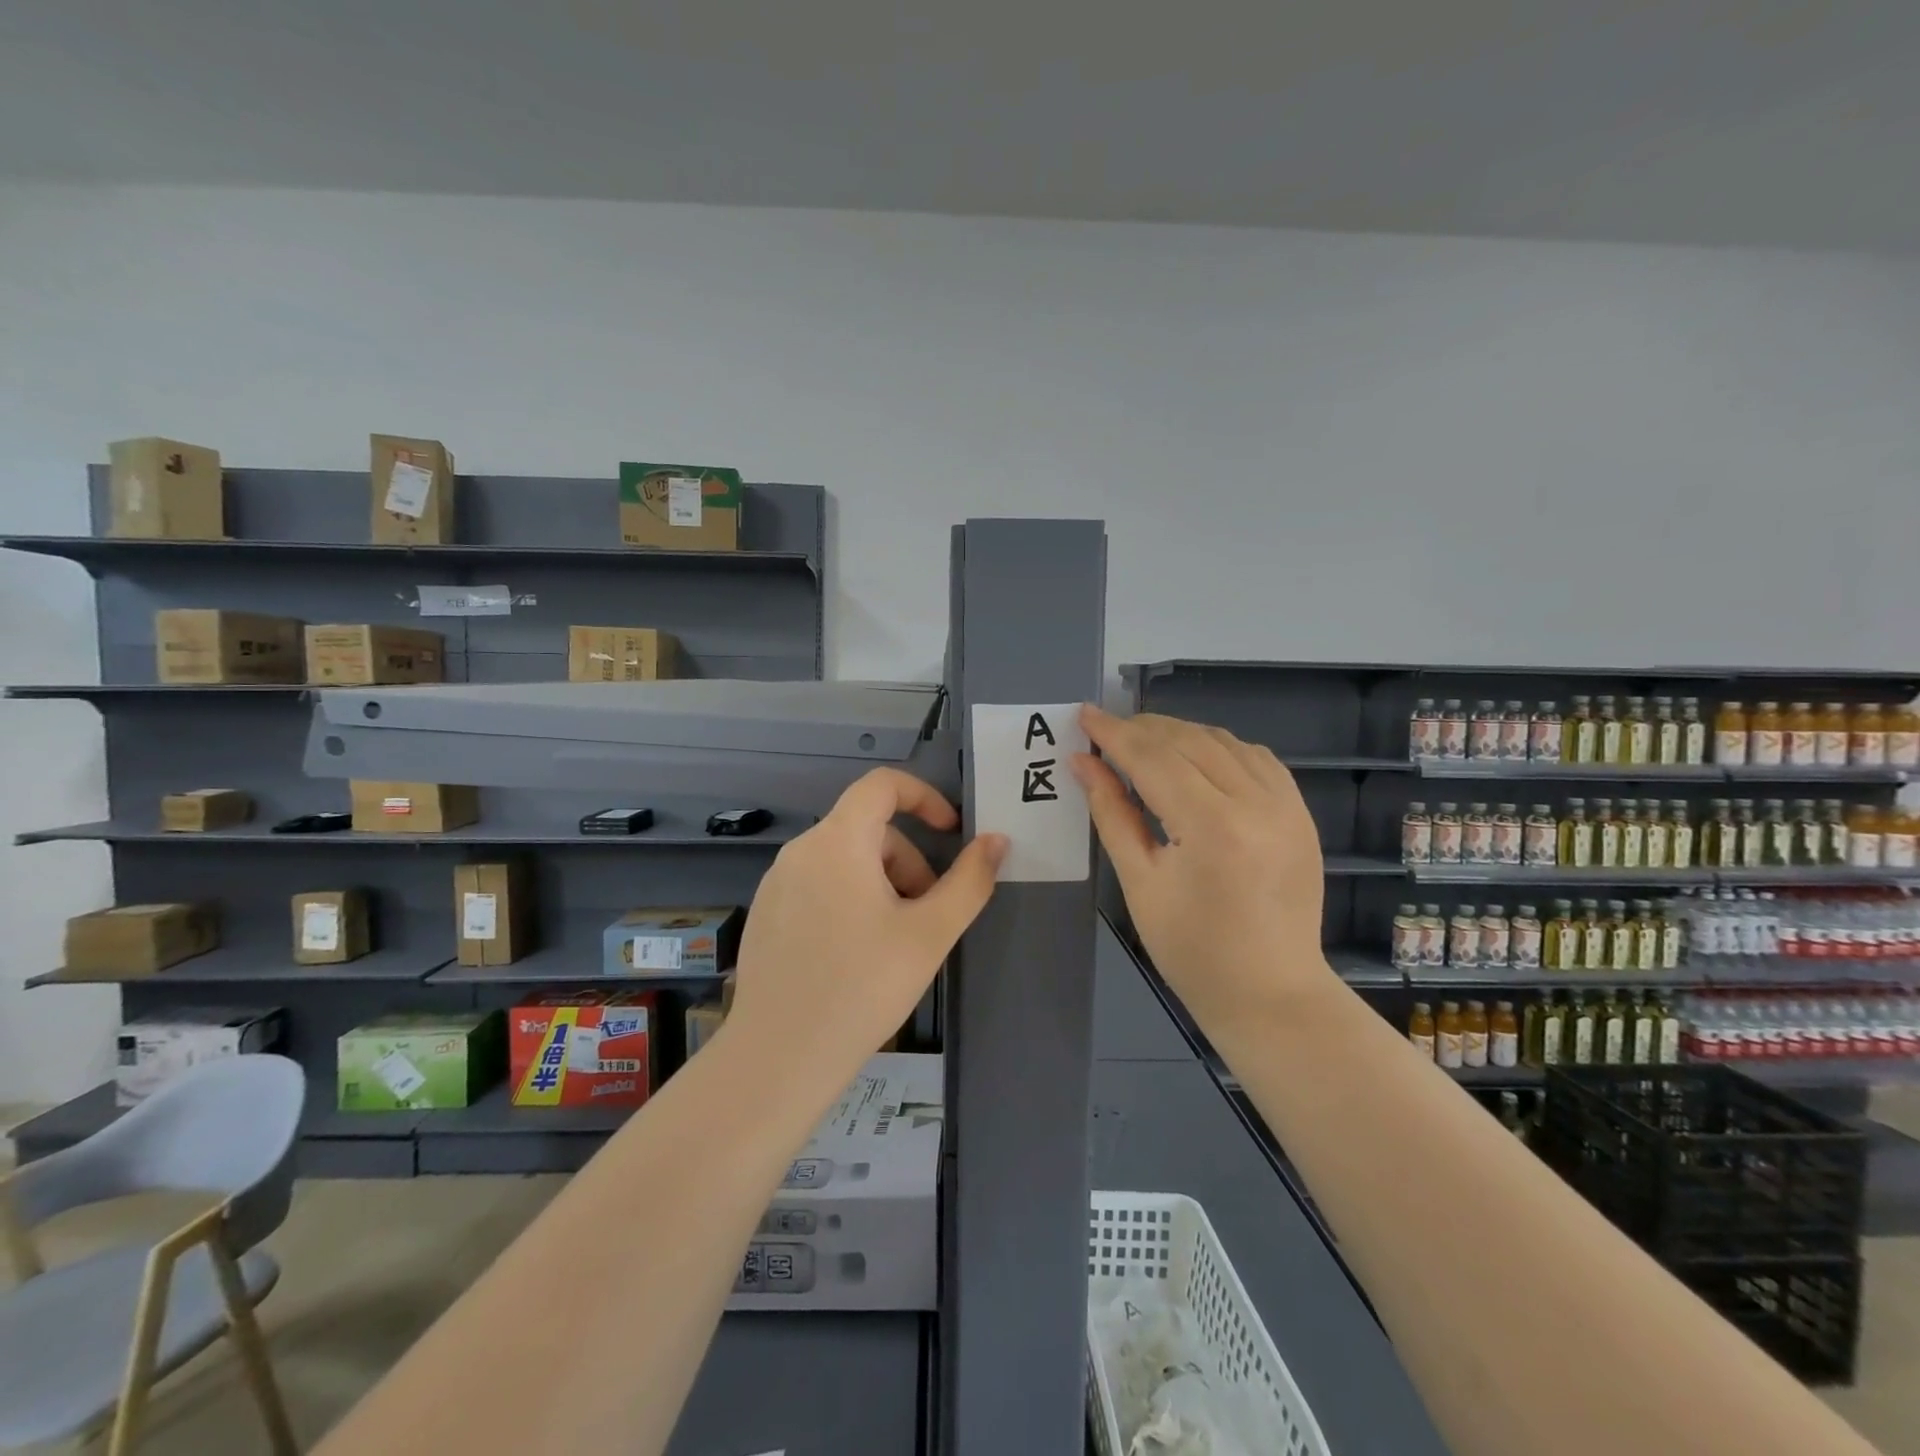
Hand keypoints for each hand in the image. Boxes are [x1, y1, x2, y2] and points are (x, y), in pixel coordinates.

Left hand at [725, 769, 1006, 1101]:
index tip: (950, 832)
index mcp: (837, 842)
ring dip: (882, 883)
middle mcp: (800, 850)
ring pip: (844, 860)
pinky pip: (818, 885)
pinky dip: (849, 899)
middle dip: (908, 861)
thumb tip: (996, 841)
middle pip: (867, 829)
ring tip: (895, 941)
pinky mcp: (766, 914)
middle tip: (927, 915)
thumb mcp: (930, 934)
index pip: (881, 785)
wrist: (779, 1058)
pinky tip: (856, 956)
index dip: (924, 796)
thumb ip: (970, 881)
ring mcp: (776, 883)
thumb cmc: (862, 987)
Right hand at [1072, 706, 1331, 1025]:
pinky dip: (1219, 747)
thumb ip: (1112, 814)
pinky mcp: (1300, 813)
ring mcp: (1286, 805)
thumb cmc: (1193, 951)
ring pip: (1224, 742)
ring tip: (1142, 740)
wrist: (1271, 994)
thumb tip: (1083, 764)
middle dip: (1142, 729)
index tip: (1084, 714)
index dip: (1114, 734)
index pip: (1153, 759)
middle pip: (1188, 741)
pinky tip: (1196, 755)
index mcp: (1212, 826)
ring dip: (1179, 733)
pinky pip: (1256, 758)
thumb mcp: (1140, 883)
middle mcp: (1256, 802)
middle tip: (1105, 729)